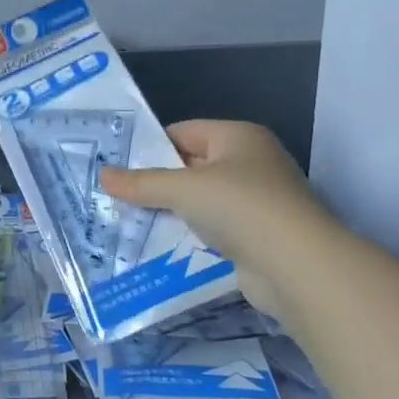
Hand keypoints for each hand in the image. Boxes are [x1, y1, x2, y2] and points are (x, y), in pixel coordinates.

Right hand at [98, 120, 335, 317]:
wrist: (297, 267)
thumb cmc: (240, 208)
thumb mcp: (182, 189)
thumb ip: (141, 183)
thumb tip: (102, 175)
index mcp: (238, 137)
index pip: (183, 132)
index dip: (149, 147)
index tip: (116, 167)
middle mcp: (250, 163)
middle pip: (190, 166)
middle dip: (156, 182)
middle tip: (114, 195)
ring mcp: (256, 201)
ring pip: (200, 201)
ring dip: (170, 212)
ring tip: (128, 221)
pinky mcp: (256, 236)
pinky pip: (212, 229)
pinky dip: (189, 236)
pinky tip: (159, 246)